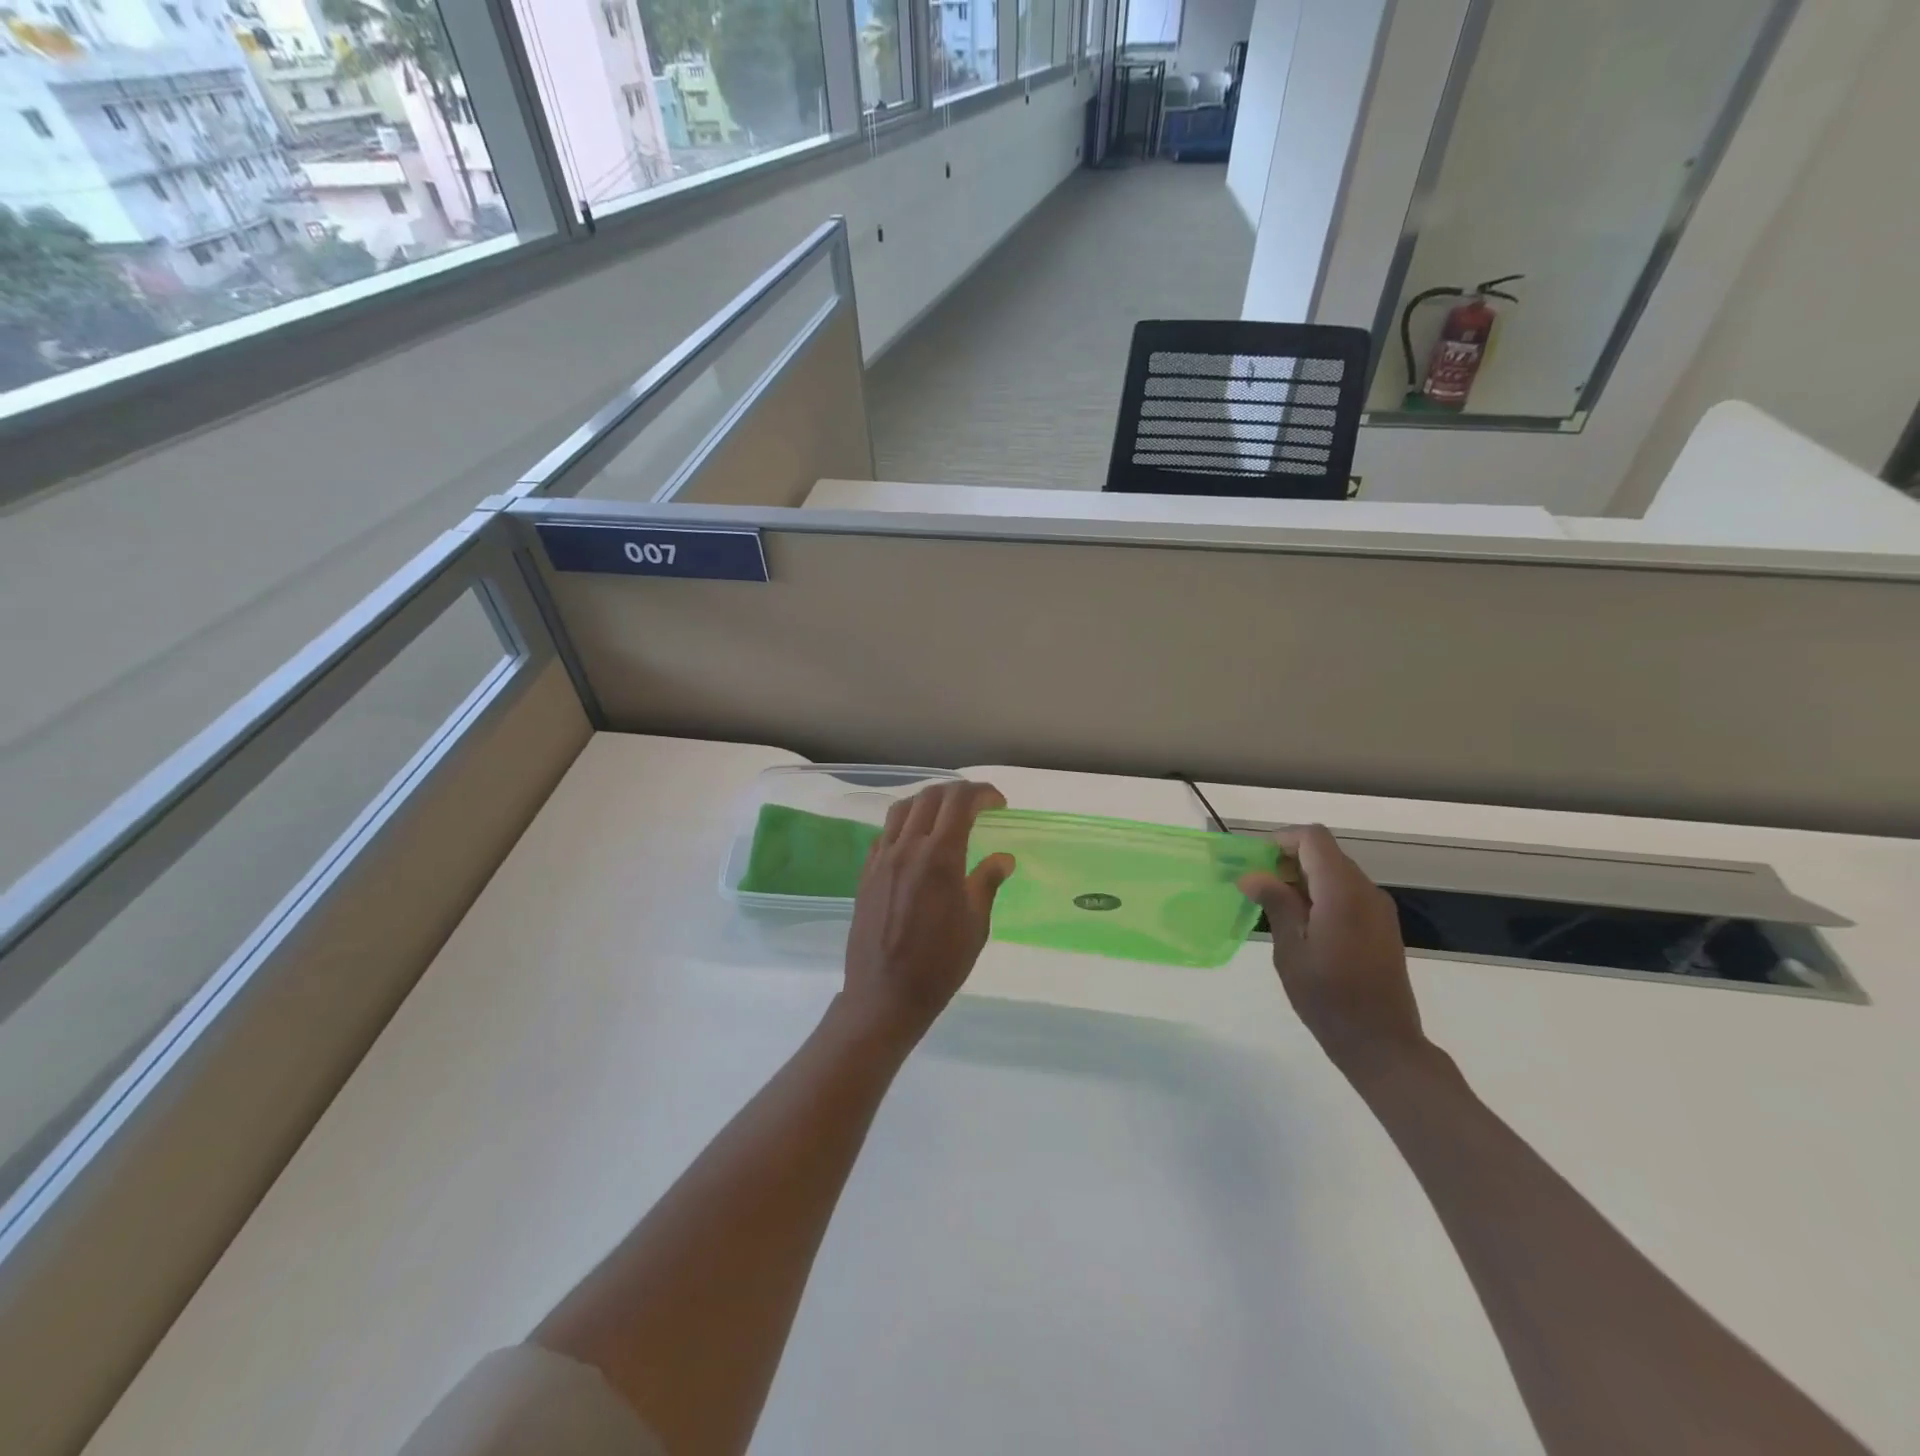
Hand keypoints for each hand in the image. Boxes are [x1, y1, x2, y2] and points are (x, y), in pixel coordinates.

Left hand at [840, 782, 1016, 1046]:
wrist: (884, 995)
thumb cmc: (939, 965)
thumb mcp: (975, 925)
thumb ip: (987, 883)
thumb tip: (1003, 858)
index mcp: (940, 857)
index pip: (959, 802)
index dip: (982, 793)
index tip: (999, 804)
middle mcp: (907, 848)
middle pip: (930, 797)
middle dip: (958, 792)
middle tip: (977, 806)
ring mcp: (882, 858)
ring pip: (902, 809)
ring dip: (928, 802)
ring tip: (946, 816)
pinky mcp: (867, 872)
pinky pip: (885, 833)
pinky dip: (905, 824)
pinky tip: (917, 842)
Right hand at [1238, 825, 1428, 1080]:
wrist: (1383, 1044)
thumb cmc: (1329, 998)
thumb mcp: (1291, 951)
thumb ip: (1276, 904)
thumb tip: (1253, 874)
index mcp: (1342, 892)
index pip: (1313, 838)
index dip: (1281, 841)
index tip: (1254, 864)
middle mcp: (1366, 891)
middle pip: (1324, 853)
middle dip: (1288, 860)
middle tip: (1257, 888)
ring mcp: (1378, 909)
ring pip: (1335, 872)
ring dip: (1303, 879)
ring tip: (1275, 909)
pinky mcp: (1381, 926)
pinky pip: (1347, 893)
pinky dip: (1321, 895)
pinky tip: (1302, 926)